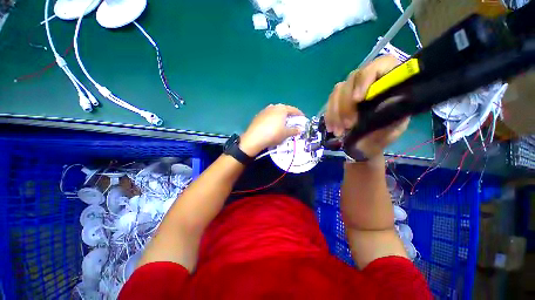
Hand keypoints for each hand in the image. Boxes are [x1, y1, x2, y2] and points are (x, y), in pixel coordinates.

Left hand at [240, 104, 303, 156]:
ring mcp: (264, 111)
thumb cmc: (273, 134)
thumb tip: (300, 129)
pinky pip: (268, 115)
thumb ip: (294, 130)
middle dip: (289, 114)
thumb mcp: (286, 134)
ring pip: (275, 111)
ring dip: (280, 116)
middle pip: (284, 109)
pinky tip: (272, 125)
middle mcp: (273, 107)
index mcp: (281, 109)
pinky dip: (273, 118)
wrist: (254, 138)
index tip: (302, 118)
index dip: (299, 114)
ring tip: (282, 122)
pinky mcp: (258, 116)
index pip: (293, 110)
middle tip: (292, 120)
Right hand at [324, 55, 409, 158]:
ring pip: (338, 91)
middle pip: (352, 79)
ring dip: (336, 112)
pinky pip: (329, 102)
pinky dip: (329, 116)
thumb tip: (391, 99)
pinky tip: (332, 128)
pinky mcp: (338, 100)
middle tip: (348, 125)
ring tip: (339, 131)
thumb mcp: (393, 127)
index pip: (380, 65)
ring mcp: (351, 89)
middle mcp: (369, 80)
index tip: (358, 99)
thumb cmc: (382, 136)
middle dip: (347, 104)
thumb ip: (392, 114)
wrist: (365, 146)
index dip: (366, 79)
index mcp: (389, 81)